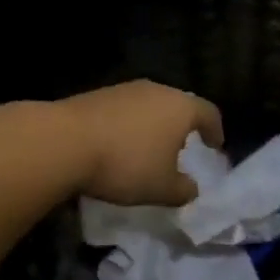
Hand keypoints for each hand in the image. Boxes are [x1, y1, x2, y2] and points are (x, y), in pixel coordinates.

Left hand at [56, 82, 224, 205]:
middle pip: (179, 105)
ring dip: (153, 124)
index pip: (209, 113)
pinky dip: (129, 125)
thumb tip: (193, 189)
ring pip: (150, 105)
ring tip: (148, 148)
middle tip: (182, 147)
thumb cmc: (126, 164)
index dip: (215, 130)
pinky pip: (125, 109)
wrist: (64, 142)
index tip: (215, 146)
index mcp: (181, 108)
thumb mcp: (162, 189)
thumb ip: (184, 191)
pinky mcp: (99, 94)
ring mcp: (126, 89)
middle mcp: (158, 90)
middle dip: (183, 126)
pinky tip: (118, 145)